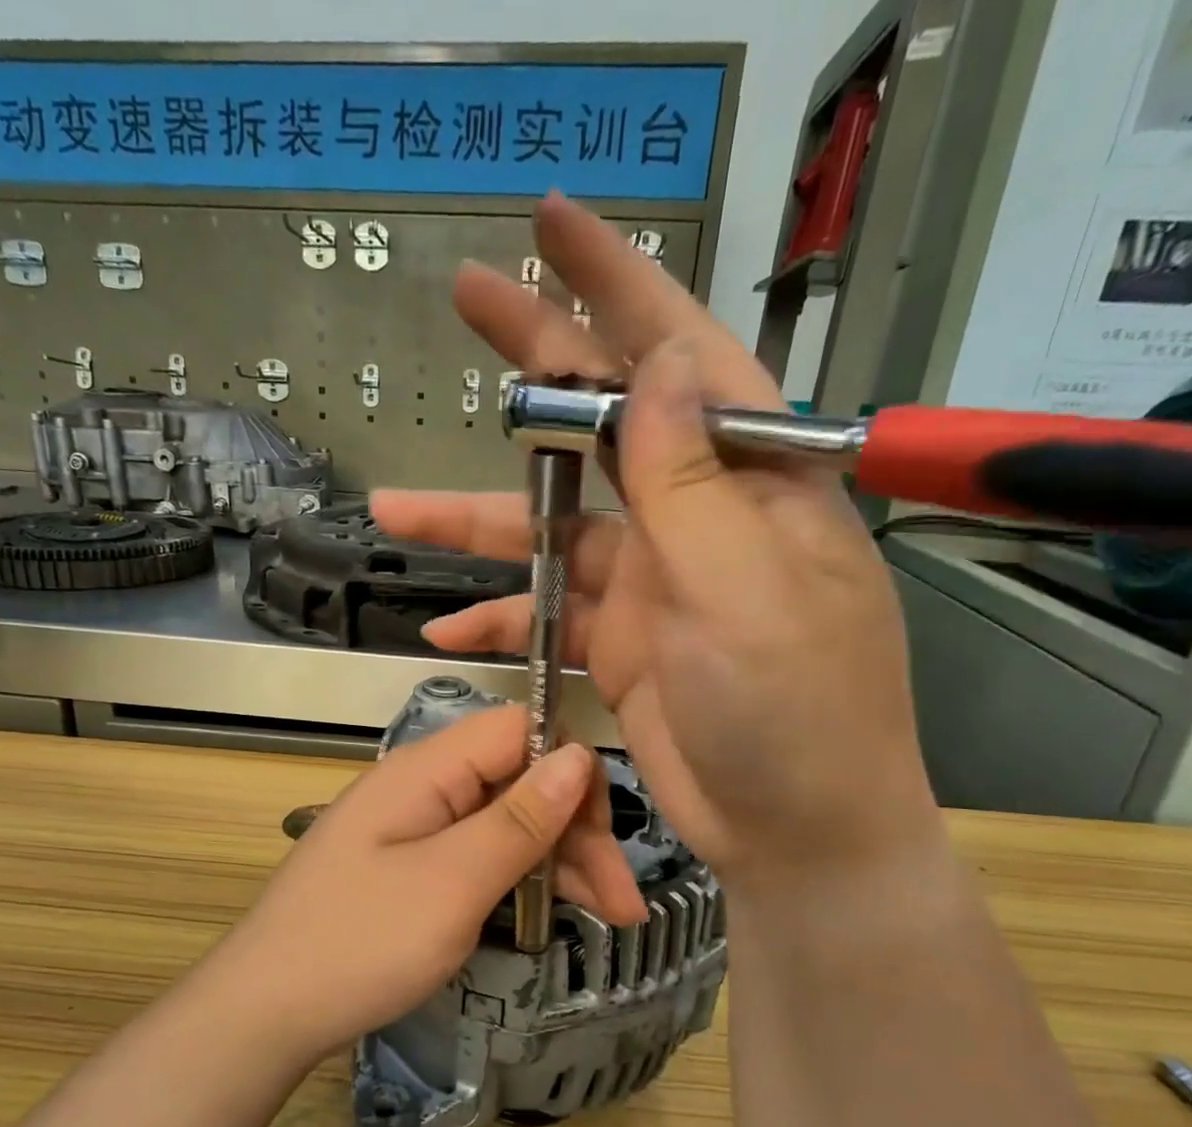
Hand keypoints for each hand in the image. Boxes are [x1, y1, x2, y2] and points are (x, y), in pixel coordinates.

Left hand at [198, 705, 645, 1068]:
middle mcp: (421, 787)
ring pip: (504, 823)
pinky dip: (519, 881)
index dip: (571, 771)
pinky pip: (478, 856)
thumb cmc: (358, 944)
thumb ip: (519, 819)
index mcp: (426, 770)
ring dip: (558, 863)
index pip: (519, 730)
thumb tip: (580, 753)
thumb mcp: (452, 883)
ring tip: (609, 919)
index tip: (603, 836)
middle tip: (622, 904)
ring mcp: (414, 830)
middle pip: (518, 781)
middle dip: (576, 832)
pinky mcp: (409, 869)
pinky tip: (550, 916)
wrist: (262, 1014)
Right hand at [372, 194, 941, 883]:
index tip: (551, 226)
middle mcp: (702, 520)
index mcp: (753, 484)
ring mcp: (658, 586)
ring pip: (554, 533)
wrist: (797, 835)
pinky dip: (502, 620)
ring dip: (476, 525)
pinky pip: (550, 617)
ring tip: (394, 511)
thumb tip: (657, 364)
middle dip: (535, 367)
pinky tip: (449, 629)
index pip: (684, 356)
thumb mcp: (747, 591)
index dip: (619, 284)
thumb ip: (693, 484)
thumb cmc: (797, 713)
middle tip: (464, 303)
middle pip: (605, 426)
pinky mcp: (626, 647)